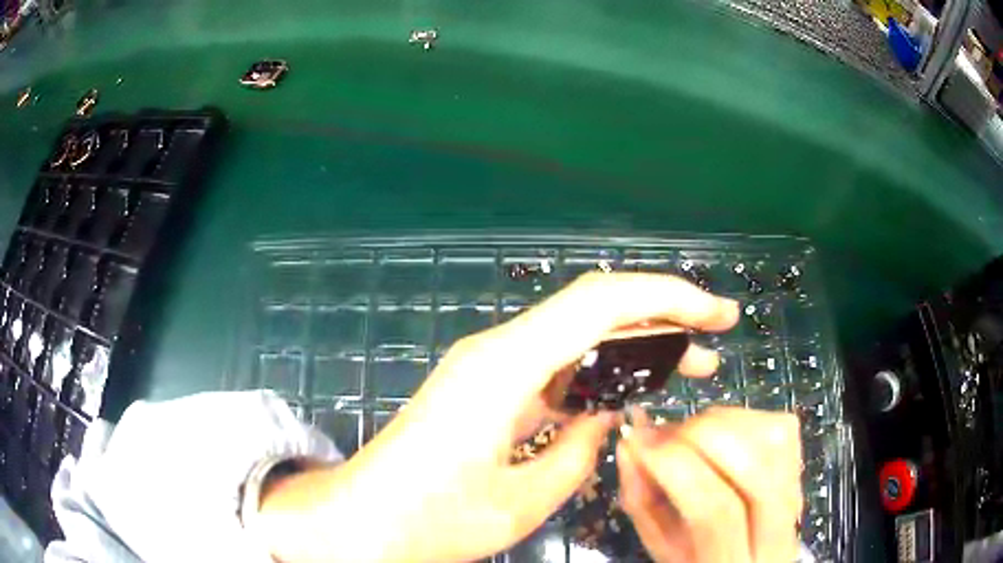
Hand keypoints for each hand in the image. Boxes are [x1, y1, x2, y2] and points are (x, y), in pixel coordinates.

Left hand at [253, 272, 738, 562]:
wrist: (363, 519)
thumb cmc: (432, 520)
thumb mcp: (523, 500)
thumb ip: (580, 450)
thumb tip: (609, 415)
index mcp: (506, 367)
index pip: (602, 303)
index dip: (668, 298)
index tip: (716, 314)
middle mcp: (497, 350)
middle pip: (593, 309)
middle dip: (662, 317)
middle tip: (714, 341)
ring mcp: (489, 366)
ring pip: (577, 334)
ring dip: (634, 344)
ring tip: (687, 368)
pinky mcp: (486, 386)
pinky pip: (555, 364)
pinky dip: (600, 370)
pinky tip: (627, 392)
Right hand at [617, 407, 803, 562]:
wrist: (752, 561)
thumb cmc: (698, 558)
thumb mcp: (661, 545)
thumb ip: (642, 500)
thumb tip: (630, 442)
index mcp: (730, 562)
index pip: (714, 510)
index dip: (675, 465)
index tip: (639, 439)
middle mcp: (777, 532)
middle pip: (753, 466)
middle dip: (699, 435)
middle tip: (664, 432)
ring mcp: (797, 497)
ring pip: (773, 439)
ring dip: (722, 421)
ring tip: (691, 432)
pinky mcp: (803, 468)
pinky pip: (782, 427)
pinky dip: (744, 417)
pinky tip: (722, 430)